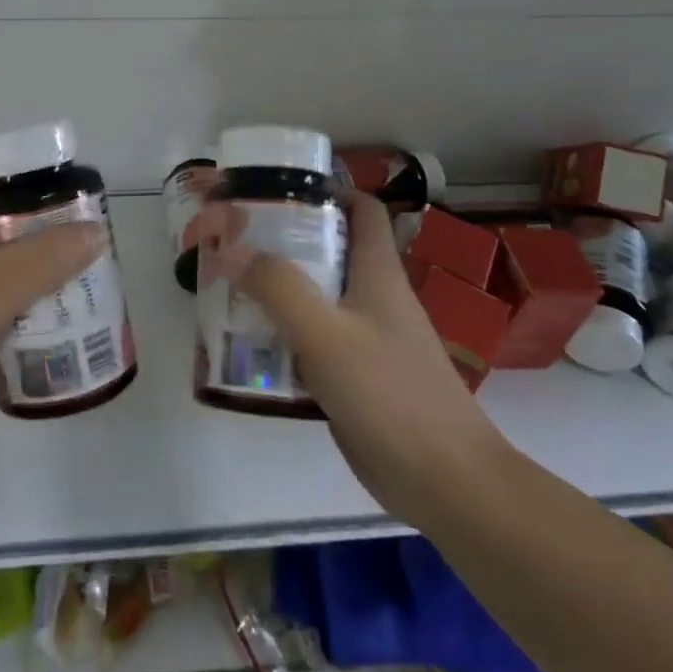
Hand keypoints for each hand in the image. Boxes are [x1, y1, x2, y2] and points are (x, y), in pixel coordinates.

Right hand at [205, 190, 504, 522]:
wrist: (444, 482)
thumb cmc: (390, 394)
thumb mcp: (327, 334)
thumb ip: (279, 288)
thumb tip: (232, 249)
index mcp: (378, 272)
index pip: (361, 209)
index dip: (326, 190)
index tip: (276, 190)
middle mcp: (373, 297)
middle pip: (328, 251)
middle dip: (282, 240)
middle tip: (232, 241)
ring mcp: (366, 338)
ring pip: (316, 296)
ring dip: (276, 288)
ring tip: (228, 286)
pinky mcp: (355, 375)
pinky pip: (313, 339)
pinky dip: (282, 332)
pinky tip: (249, 343)